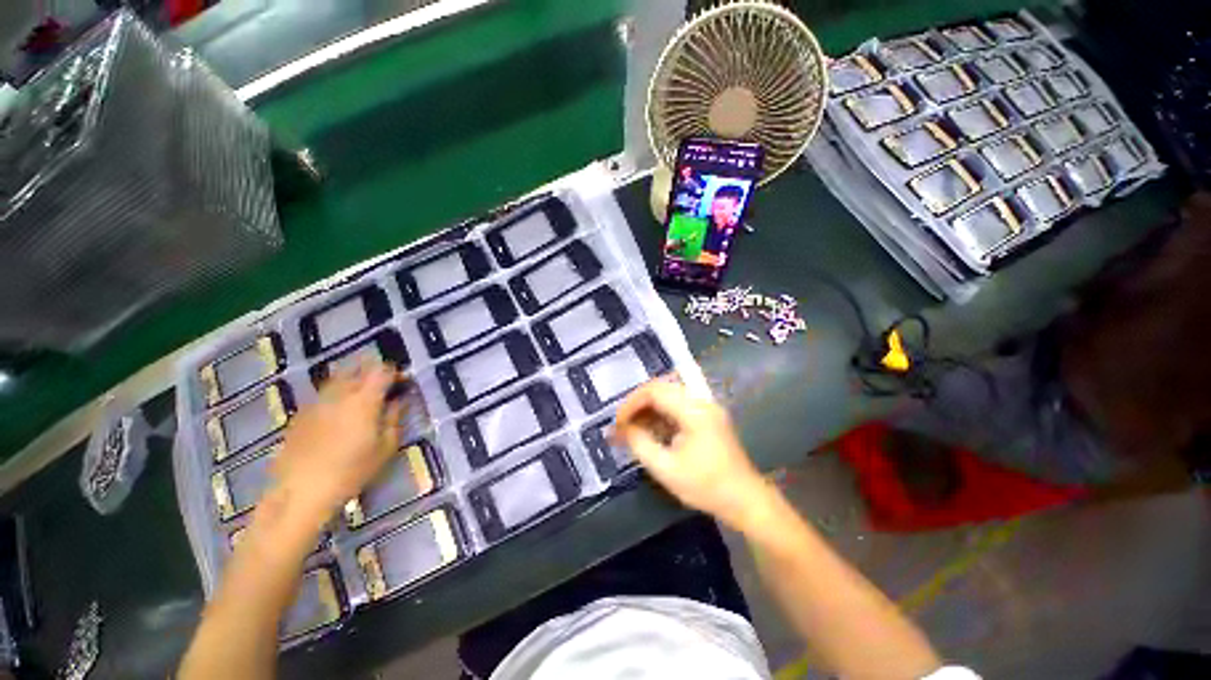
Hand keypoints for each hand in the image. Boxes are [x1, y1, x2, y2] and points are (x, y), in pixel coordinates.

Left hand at [271, 364, 402, 522]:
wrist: (301, 492)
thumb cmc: (352, 471)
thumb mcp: (385, 446)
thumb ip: (394, 417)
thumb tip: (399, 400)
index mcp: (364, 400)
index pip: (382, 371)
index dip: (394, 371)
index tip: (402, 379)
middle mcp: (340, 394)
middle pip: (356, 368)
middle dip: (372, 367)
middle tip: (383, 377)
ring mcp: (316, 402)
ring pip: (336, 378)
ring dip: (352, 376)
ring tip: (362, 385)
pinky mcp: (300, 414)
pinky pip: (322, 393)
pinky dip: (335, 391)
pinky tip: (339, 405)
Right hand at [612, 380, 772, 530]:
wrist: (745, 500)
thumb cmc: (705, 486)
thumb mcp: (666, 468)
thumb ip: (640, 443)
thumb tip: (621, 428)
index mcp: (694, 410)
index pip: (654, 391)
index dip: (631, 403)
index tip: (617, 422)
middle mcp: (701, 402)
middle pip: (661, 389)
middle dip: (638, 405)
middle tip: (622, 423)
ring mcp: (706, 408)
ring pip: (669, 396)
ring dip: (649, 409)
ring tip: (632, 428)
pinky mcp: (707, 417)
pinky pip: (678, 407)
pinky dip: (661, 415)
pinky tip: (651, 430)